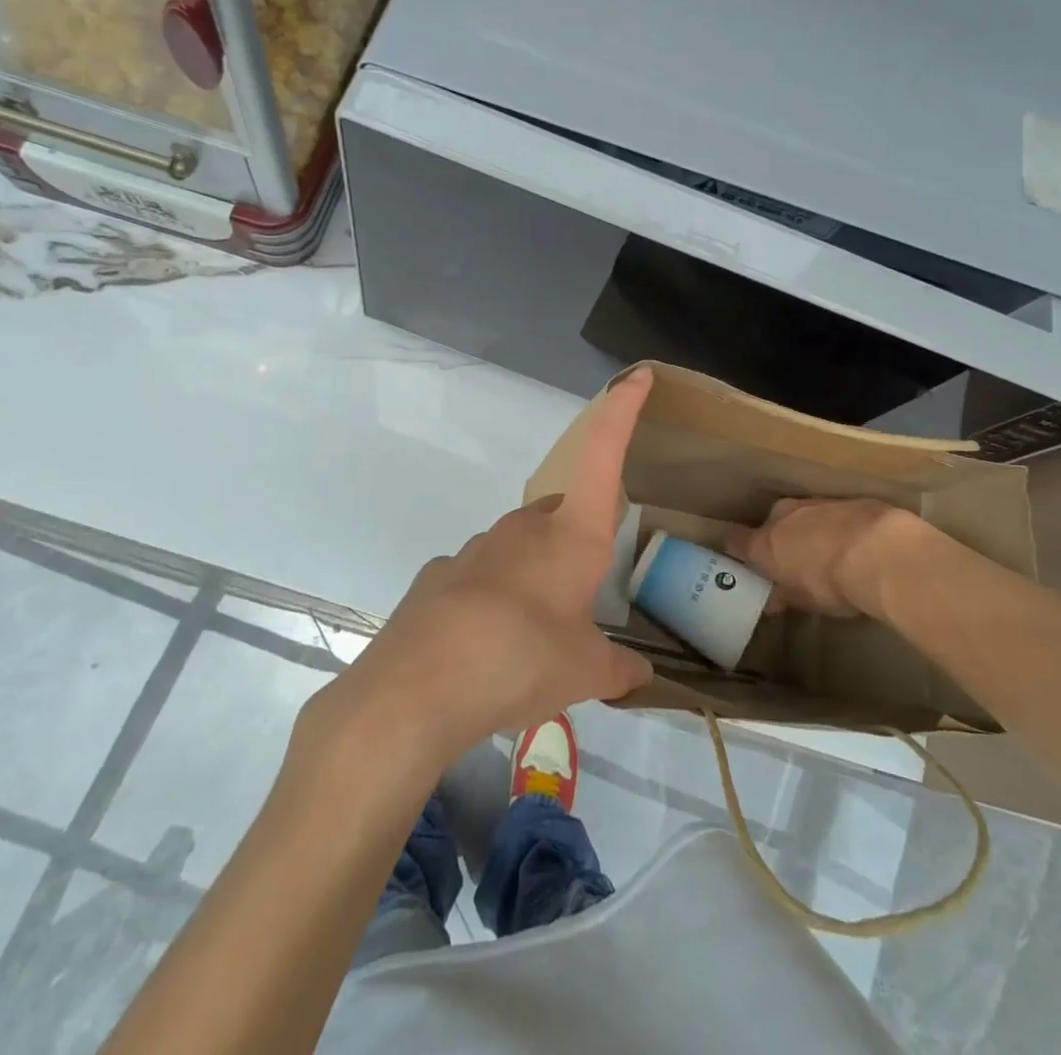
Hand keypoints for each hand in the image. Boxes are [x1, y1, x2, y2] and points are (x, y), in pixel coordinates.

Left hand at [323, 370, 655, 771]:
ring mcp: (477, 546)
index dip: (622, 410)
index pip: (604, 454)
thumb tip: (641, 676)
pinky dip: (491, 598)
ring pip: (520, 546)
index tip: (636, 375)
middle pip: (562, 515)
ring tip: (534, 634)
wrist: (419, 687)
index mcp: (572, 536)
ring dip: (535, 574)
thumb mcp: (585, 673)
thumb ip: (619, 670)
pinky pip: (480, 576)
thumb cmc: (522, 661)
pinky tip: (485, 641)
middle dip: (576, 543)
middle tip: (582, 597)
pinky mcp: (440, 573)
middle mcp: (525, 527)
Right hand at [725, 497, 923, 617]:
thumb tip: (773, 599)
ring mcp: (814, 503)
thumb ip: (785, 595)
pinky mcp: (845, 499)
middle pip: (771, 524)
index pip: (736, 541)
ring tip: (830, 554)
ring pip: (802, 516)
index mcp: (764, 543)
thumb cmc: (831, 584)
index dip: (741, 552)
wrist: (880, 551)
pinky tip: (856, 544)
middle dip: (781, 540)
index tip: (750, 565)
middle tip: (796, 563)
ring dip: (811, 531)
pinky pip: (832, 513)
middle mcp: (782, 516)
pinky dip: (838, 526)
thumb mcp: (804, 601)